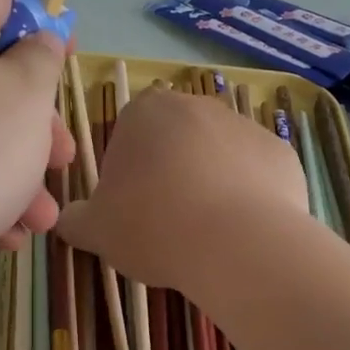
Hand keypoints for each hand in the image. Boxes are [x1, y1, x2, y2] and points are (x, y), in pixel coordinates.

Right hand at [55, 86, 307, 295]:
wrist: (237, 243)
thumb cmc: (153, 225)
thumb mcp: (95, 230)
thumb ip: (75, 219)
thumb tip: (67, 220)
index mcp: (145, 111)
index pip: (127, 134)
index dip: (125, 173)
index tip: (130, 208)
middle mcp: (196, 105)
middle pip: (174, 141)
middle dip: (169, 174)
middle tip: (165, 222)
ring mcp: (244, 125)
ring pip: (216, 156)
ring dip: (209, 184)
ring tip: (205, 233)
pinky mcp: (281, 153)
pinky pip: (255, 175)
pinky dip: (248, 197)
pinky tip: (241, 230)